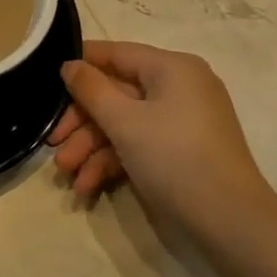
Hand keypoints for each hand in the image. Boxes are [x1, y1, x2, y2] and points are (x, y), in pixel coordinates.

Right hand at [46, 41, 276, 237]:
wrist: (229, 222)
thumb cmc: (174, 158)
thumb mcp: (124, 122)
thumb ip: (91, 90)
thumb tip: (70, 65)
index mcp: (172, 68)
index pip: (117, 53)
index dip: (81, 65)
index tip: (47, 80)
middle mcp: (179, 87)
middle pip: (117, 93)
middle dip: (83, 123)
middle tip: (54, 146)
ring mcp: (182, 121)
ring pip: (125, 123)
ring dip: (93, 149)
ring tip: (68, 177)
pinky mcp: (182, 151)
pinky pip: (141, 144)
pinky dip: (114, 162)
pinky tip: (89, 187)